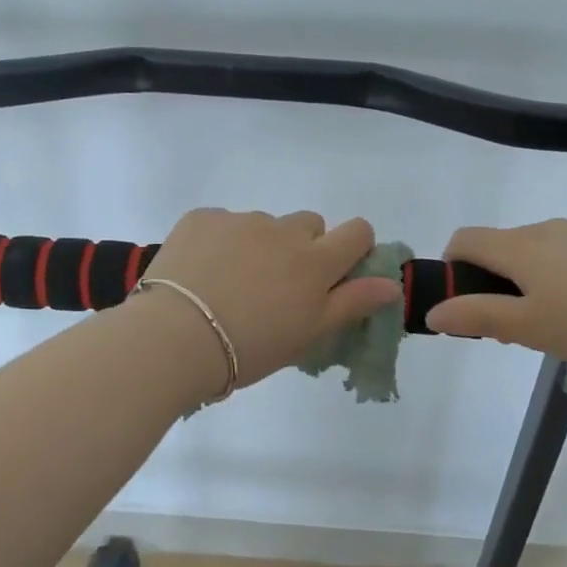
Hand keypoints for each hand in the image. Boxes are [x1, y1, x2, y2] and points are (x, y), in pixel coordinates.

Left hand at [141, 209, 400, 389]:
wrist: (174, 338)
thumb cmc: (249, 348)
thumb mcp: (307, 334)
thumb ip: (352, 303)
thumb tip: (391, 285)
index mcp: (314, 261)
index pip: (357, 232)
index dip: (354, 247)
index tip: (337, 272)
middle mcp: (283, 231)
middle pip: (309, 224)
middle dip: (303, 247)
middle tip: (277, 286)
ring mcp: (240, 220)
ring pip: (264, 225)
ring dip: (258, 245)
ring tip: (229, 285)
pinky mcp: (202, 218)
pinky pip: (223, 222)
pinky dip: (219, 242)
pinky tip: (201, 273)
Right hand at [424, 219, 566, 366]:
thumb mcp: (529, 327)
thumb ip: (478, 317)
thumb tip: (433, 311)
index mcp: (518, 246)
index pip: (464, 239)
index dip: (451, 267)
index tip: (464, 304)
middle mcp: (543, 230)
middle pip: (498, 247)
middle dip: (490, 283)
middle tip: (509, 328)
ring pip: (532, 254)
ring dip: (524, 283)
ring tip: (550, 326)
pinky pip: (564, 257)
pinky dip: (555, 280)